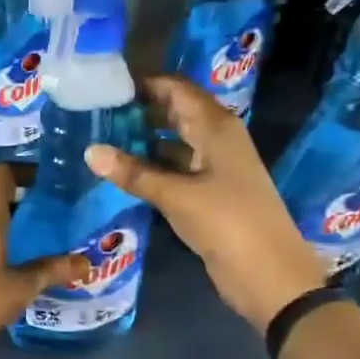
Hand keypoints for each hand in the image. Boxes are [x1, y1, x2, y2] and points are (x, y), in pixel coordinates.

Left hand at [0, 166, 88, 358]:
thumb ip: (53, 270)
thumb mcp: (23, 286)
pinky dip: (1, 245)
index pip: (2, 175)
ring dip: (14, 227)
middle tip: (57, 213)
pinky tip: (21, 263)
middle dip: (27, 203)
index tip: (51, 181)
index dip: (25, 170)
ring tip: (44, 239)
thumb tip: (85, 262)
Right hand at [86, 76, 326, 331]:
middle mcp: (217, 139)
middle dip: (140, 110)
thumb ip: (134, 173)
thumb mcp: (176, 195)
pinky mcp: (209, 192)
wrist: (269, 275)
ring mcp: (214, 167)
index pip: (177, 89)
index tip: (105, 84)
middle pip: (175, 112)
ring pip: (174, 141)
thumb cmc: (227, 223)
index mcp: (216, 127)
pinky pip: (176, 168)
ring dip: (143, 139)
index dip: (144, 83)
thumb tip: (90, 151)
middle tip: (96, 112)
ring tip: (101, 138)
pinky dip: (152, 165)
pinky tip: (123, 171)